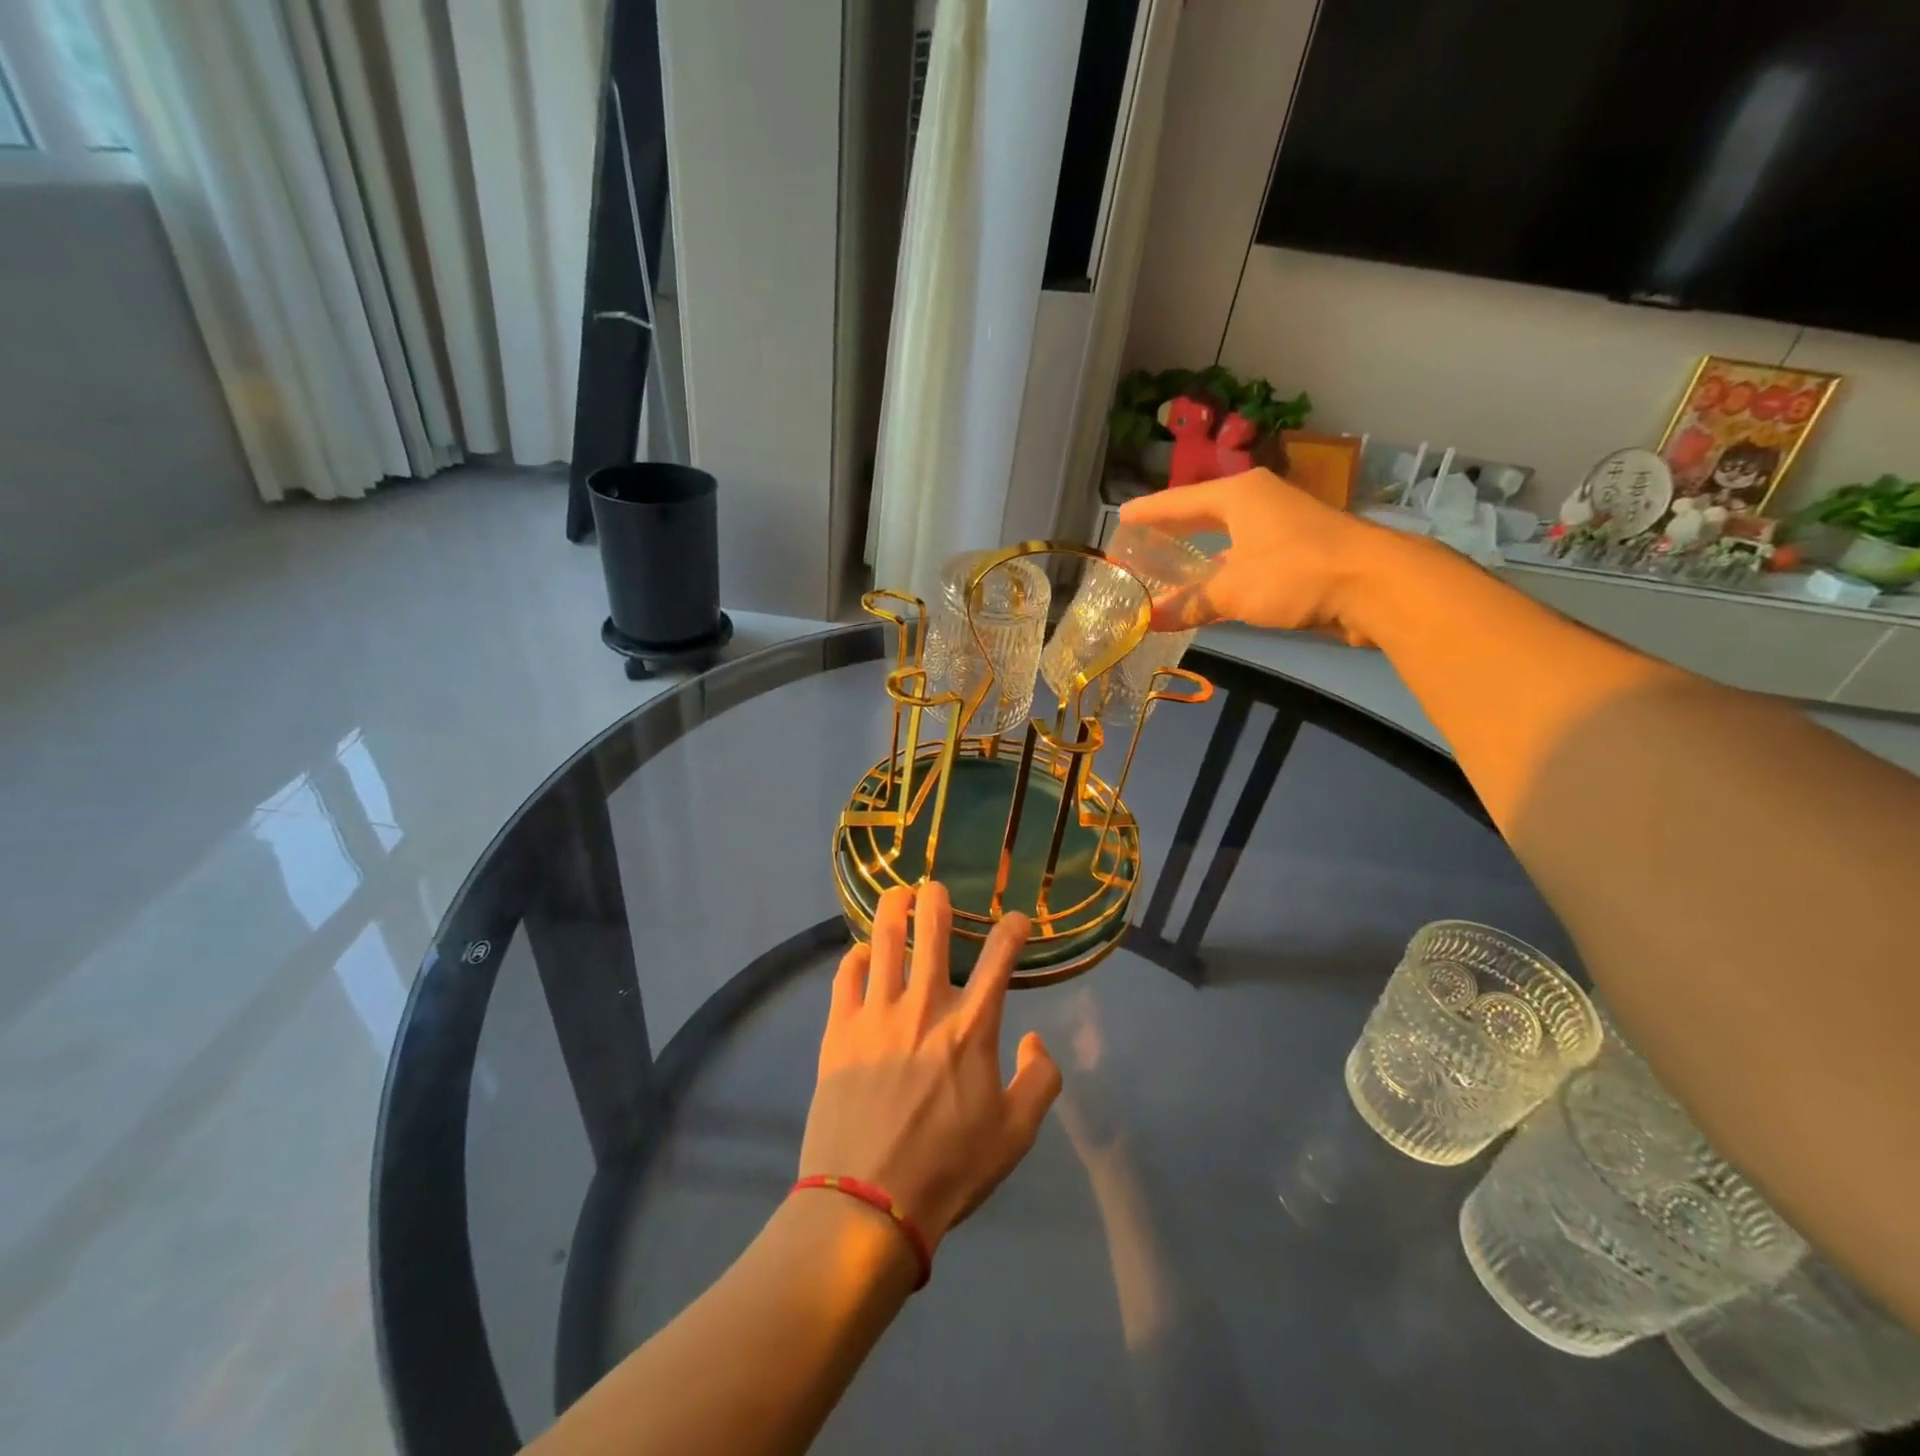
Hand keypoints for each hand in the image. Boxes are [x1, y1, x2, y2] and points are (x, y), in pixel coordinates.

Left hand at [801, 883, 1061, 1251]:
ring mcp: (877, 1014)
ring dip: (892, 911)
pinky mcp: (838, 1030)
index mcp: (971, 1027)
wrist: (869, 1204)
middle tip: (935, 887)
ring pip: (884, 942)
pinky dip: (855, 958)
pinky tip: (860, 954)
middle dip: (937, 901)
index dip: (1011, 930)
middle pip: (931, 933)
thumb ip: (1041, 1080)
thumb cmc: (950, 1169)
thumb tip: (1036, 1041)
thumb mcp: (1017, 1134)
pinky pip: (845, 977)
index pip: (999, 959)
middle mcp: (925, 1006)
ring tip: (896, 894)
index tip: (1016, 919)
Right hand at [1118, 468, 1382, 642]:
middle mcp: (1258, 502)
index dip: (1149, 512)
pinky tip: (1208, 590)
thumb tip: (1148, 619)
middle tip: (1140, 542)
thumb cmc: (1295, 572)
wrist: (1376, 585)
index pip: (1180, 501)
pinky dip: (1223, 573)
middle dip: (1173, 530)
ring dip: (1199, 556)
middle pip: (1203, 514)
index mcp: (1239, 495)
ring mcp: (1280, 526)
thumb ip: (1190, 603)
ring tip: (1166, 570)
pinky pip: (1245, 559)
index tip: (1121, 518)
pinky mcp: (1297, 552)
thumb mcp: (1233, 590)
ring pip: (1226, 539)